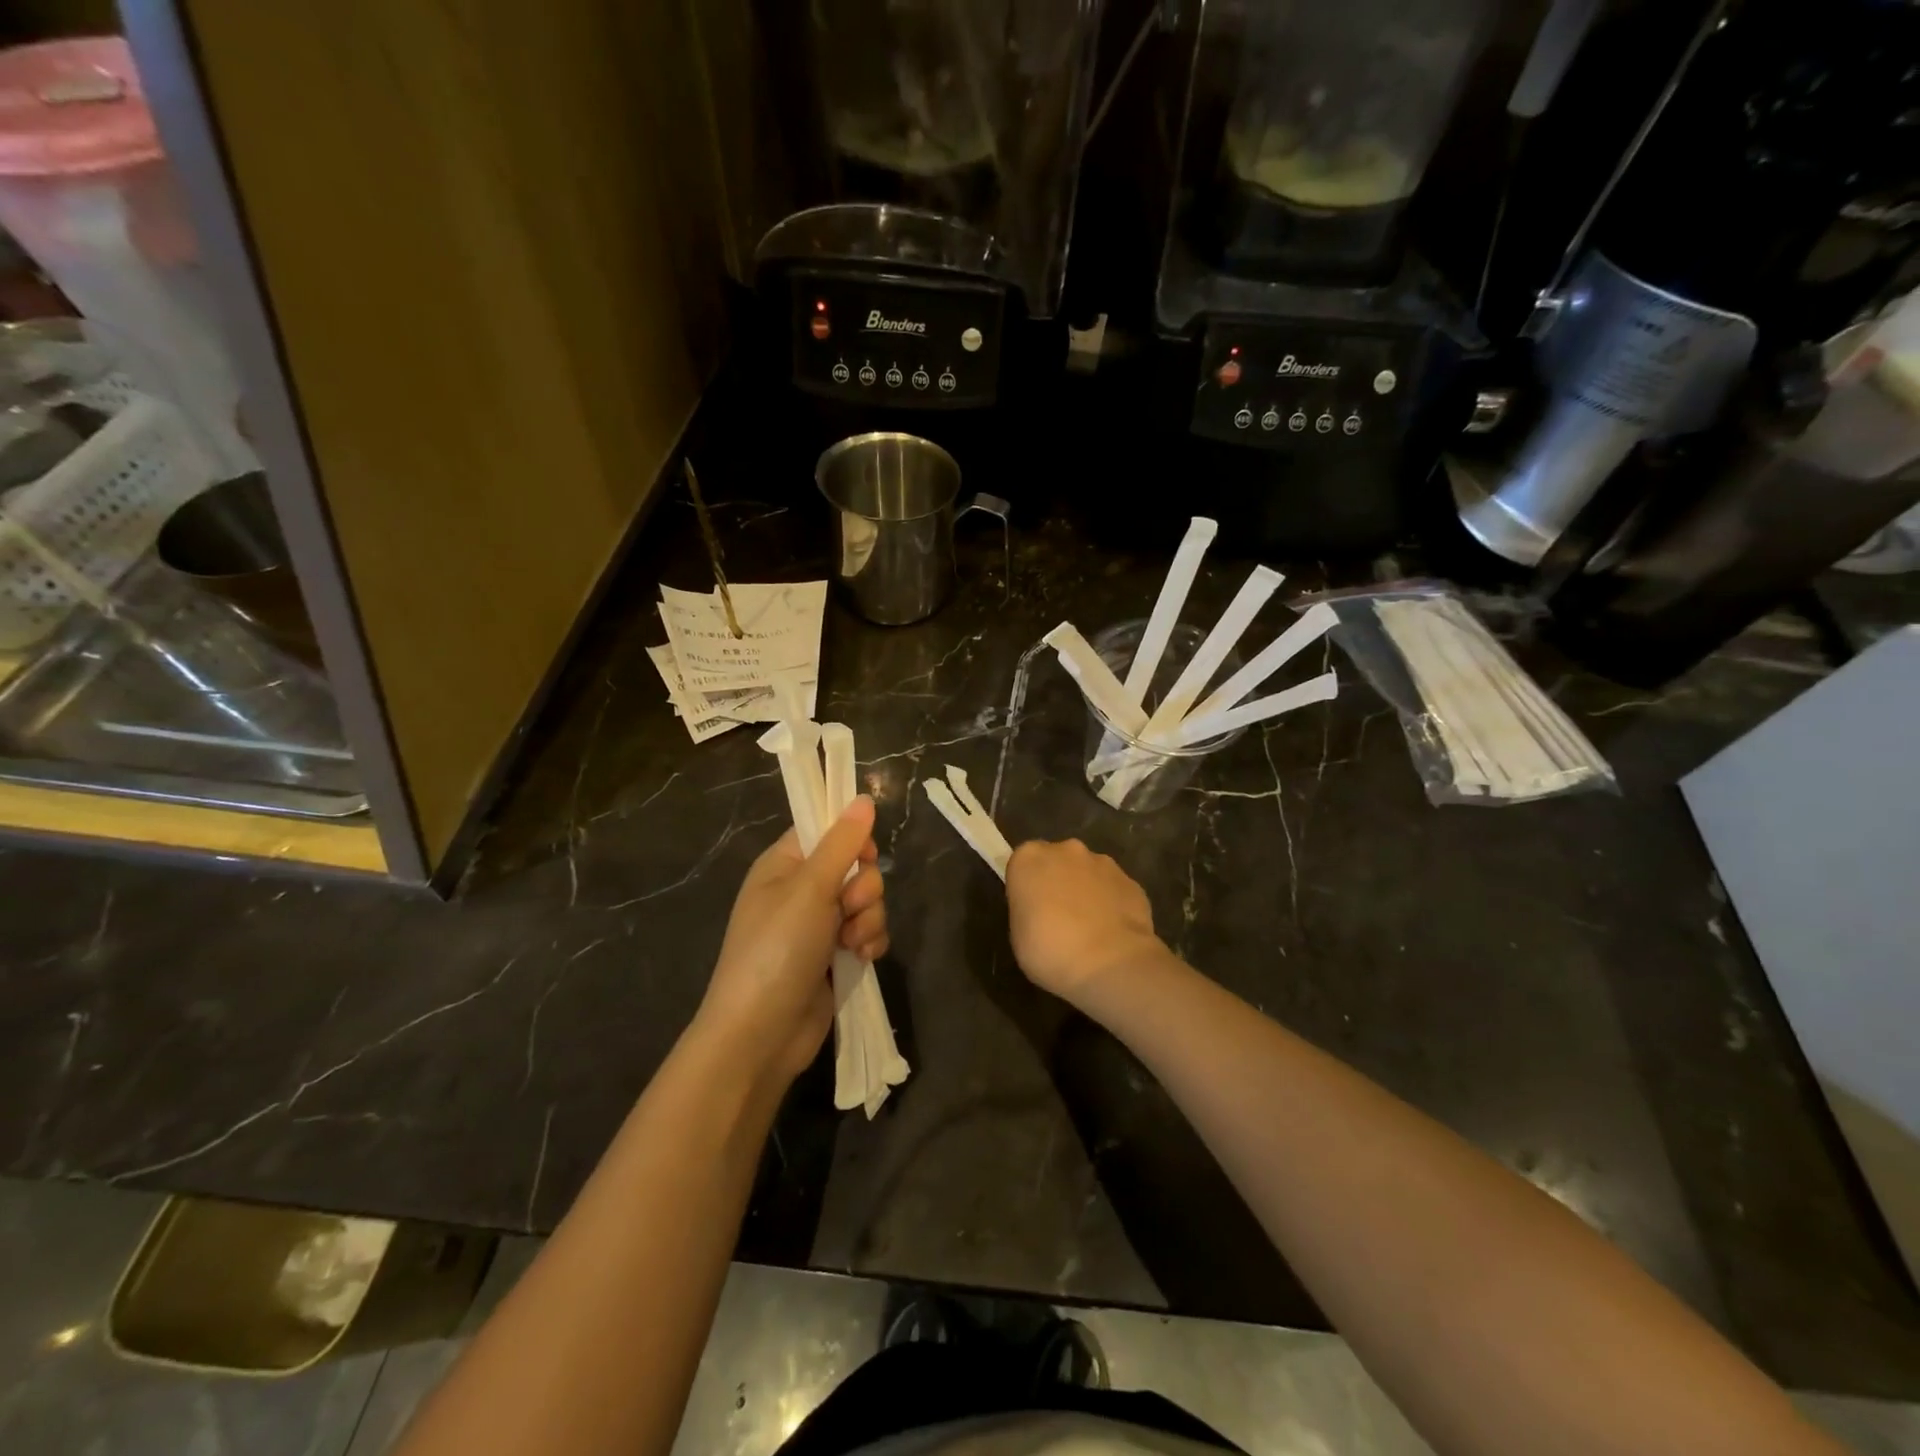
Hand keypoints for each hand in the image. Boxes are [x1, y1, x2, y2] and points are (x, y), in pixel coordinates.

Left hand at [697, 796, 888, 1081]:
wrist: (761, 1034)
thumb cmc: (777, 950)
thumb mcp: (809, 889)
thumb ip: (841, 843)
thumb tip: (863, 798)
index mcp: (783, 865)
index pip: (825, 830)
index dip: (850, 837)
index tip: (864, 854)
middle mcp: (801, 890)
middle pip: (855, 865)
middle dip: (863, 888)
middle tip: (848, 908)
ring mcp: (819, 925)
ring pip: (867, 901)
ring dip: (868, 919)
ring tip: (850, 943)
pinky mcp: (835, 955)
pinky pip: (868, 932)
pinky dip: (869, 943)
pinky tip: (859, 959)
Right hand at [1006, 839, 1168, 1009]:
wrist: (1109, 964)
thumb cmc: (1049, 951)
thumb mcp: (1018, 935)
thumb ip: (1027, 910)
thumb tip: (1040, 910)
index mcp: (1030, 858)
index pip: (1022, 863)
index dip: (1026, 887)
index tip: (1030, 911)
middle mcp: (1066, 850)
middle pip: (1057, 861)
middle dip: (1058, 882)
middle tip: (1058, 918)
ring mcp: (1103, 863)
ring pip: (1089, 873)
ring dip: (1086, 891)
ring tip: (1089, 930)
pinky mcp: (1132, 882)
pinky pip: (1114, 890)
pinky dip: (1112, 905)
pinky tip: (1112, 934)